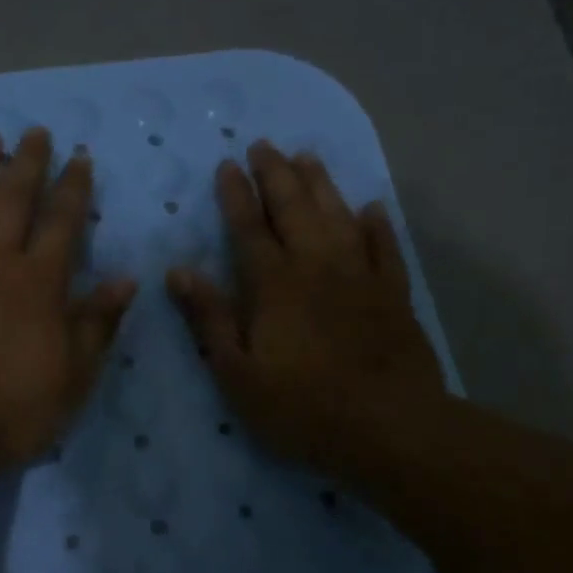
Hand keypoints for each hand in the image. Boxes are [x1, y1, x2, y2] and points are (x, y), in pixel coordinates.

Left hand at [0, 128, 137, 473]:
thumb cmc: (9, 410)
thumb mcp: (73, 377)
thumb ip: (97, 324)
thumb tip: (126, 279)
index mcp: (36, 285)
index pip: (62, 225)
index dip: (73, 189)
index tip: (79, 156)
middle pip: (12, 204)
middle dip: (26, 165)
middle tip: (34, 131)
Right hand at [167, 141, 444, 473]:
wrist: (389, 428)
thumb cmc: (301, 407)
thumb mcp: (237, 373)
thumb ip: (210, 319)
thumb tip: (179, 271)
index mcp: (274, 285)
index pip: (249, 227)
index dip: (235, 194)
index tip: (226, 164)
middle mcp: (317, 266)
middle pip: (294, 208)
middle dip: (276, 174)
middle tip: (263, 144)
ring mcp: (360, 277)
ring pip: (338, 216)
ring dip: (321, 184)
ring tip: (307, 156)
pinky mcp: (393, 295)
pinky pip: (384, 247)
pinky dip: (376, 225)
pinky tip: (371, 208)